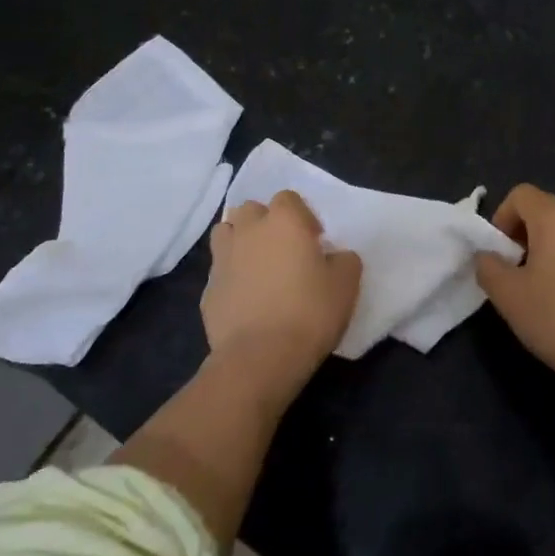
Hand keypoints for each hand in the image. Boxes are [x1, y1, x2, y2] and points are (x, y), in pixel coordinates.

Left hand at [203, 190, 360, 393]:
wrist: (260, 357)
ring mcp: (223, 259)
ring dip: (241, 241)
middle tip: (284, 250)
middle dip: (265, 222)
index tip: (314, 241)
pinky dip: (231, 277)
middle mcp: (249, 231)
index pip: (288, 198)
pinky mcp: (207, 290)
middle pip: (251, 209)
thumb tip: (335, 257)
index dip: (302, 215)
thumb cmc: (309, 312)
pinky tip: (246, 300)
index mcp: (284, 221)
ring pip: (226, 233)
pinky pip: (220, 271)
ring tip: (258, 267)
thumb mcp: (347, 284)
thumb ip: (344, 260)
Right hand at [474, 184, 554, 393]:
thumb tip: (487, 256)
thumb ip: (488, 267)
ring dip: (545, 249)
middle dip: (522, 234)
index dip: (501, 218)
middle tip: (514, 272)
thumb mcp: (508, 296)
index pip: (521, 194)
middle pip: (544, 210)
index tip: (499, 253)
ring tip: (539, 288)